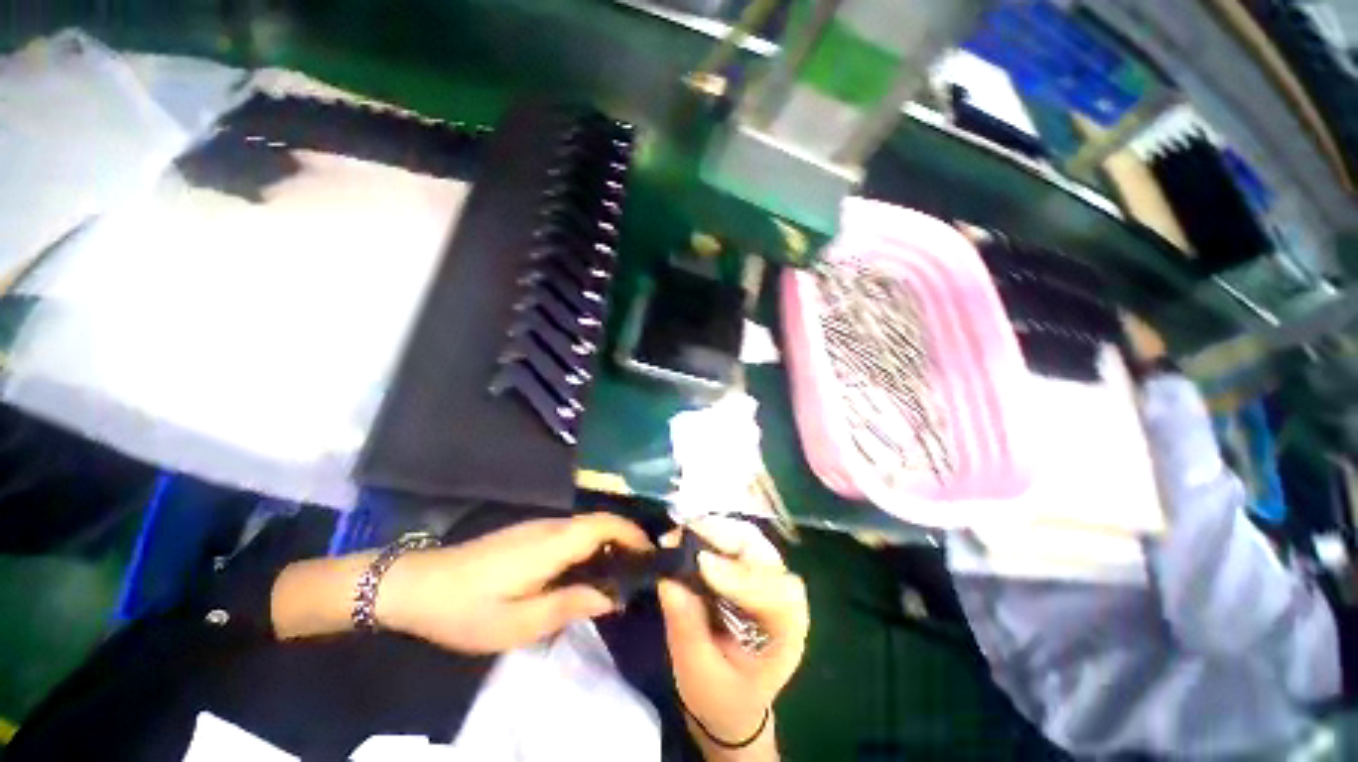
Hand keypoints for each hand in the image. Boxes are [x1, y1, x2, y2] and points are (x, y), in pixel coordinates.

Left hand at [378, 513, 651, 652]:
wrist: (418, 585)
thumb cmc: (467, 609)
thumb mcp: (518, 624)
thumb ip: (569, 605)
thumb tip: (611, 596)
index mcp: (553, 543)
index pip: (606, 525)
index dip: (633, 535)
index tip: (651, 556)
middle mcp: (552, 526)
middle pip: (601, 522)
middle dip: (627, 540)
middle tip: (640, 572)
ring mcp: (539, 527)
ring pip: (587, 526)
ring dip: (609, 543)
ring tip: (620, 574)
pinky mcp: (529, 533)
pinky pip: (572, 532)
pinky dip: (591, 545)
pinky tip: (586, 571)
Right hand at [658, 517, 808, 748]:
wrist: (731, 701)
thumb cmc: (722, 698)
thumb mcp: (699, 676)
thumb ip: (687, 629)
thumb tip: (668, 579)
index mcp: (788, 630)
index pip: (777, 592)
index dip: (741, 575)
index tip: (702, 565)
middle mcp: (783, 594)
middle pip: (763, 553)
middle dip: (723, 538)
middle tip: (681, 537)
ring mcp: (766, 575)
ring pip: (746, 538)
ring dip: (712, 532)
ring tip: (677, 537)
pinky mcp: (746, 566)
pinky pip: (731, 540)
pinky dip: (707, 535)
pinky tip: (684, 539)